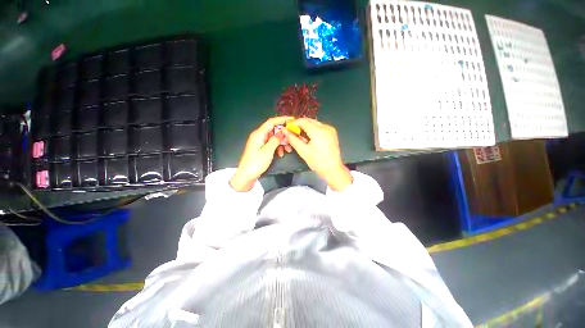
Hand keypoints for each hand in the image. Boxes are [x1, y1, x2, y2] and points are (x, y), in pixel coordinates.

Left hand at [230, 117, 292, 191]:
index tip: (292, 119)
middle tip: (292, 139)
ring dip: (281, 142)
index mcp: (259, 134)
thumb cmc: (256, 163)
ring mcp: (260, 142)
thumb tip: (283, 132)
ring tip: (288, 150)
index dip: (282, 119)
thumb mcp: (268, 151)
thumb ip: (276, 140)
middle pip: (273, 130)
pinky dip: (277, 147)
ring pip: (273, 138)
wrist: (247, 175)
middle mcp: (259, 135)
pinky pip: (271, 144)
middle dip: (283, 134)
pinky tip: (281, 154)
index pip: (271, 122)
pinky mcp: (261, 148)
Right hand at [283, 118, 351, 190]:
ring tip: (301, 137)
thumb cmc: (317, 161)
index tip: (287, 129)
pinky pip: (320, 127)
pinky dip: (313, 130)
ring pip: (314, 123)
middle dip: (300, 125)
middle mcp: (325, 127)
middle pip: (309, 120)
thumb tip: (285, 131)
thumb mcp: (303, 151)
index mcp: (318, 131)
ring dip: (306, 127)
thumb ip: (293, 139)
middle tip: (293, 133)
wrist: (332, 169)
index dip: (294, 123)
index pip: (303, 121)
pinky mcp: (332, 133)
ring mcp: (330, 129)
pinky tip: (309, 138)